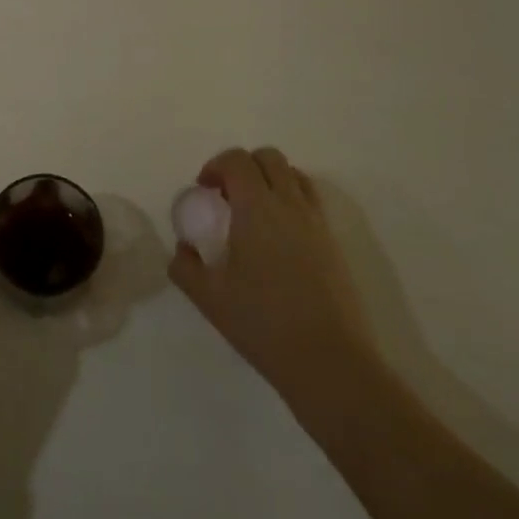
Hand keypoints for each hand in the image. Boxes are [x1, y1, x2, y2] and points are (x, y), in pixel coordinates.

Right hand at [169, 147, 387, 425]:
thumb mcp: (209, 297)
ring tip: (254, 212)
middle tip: (227, 197)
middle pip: (269, 158)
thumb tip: (184, 249)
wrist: (329, 361)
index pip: (237, 160)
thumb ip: (185, 266)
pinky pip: (311, 201)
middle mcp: (290, 205)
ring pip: (294, 175)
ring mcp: (317, 223)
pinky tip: (278, 237)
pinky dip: (291, 200)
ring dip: (270, 180)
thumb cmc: (262, 323)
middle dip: (243, 166)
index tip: (204, 191)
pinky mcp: (334, 243)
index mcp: (257, 209)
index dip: (215, 165)